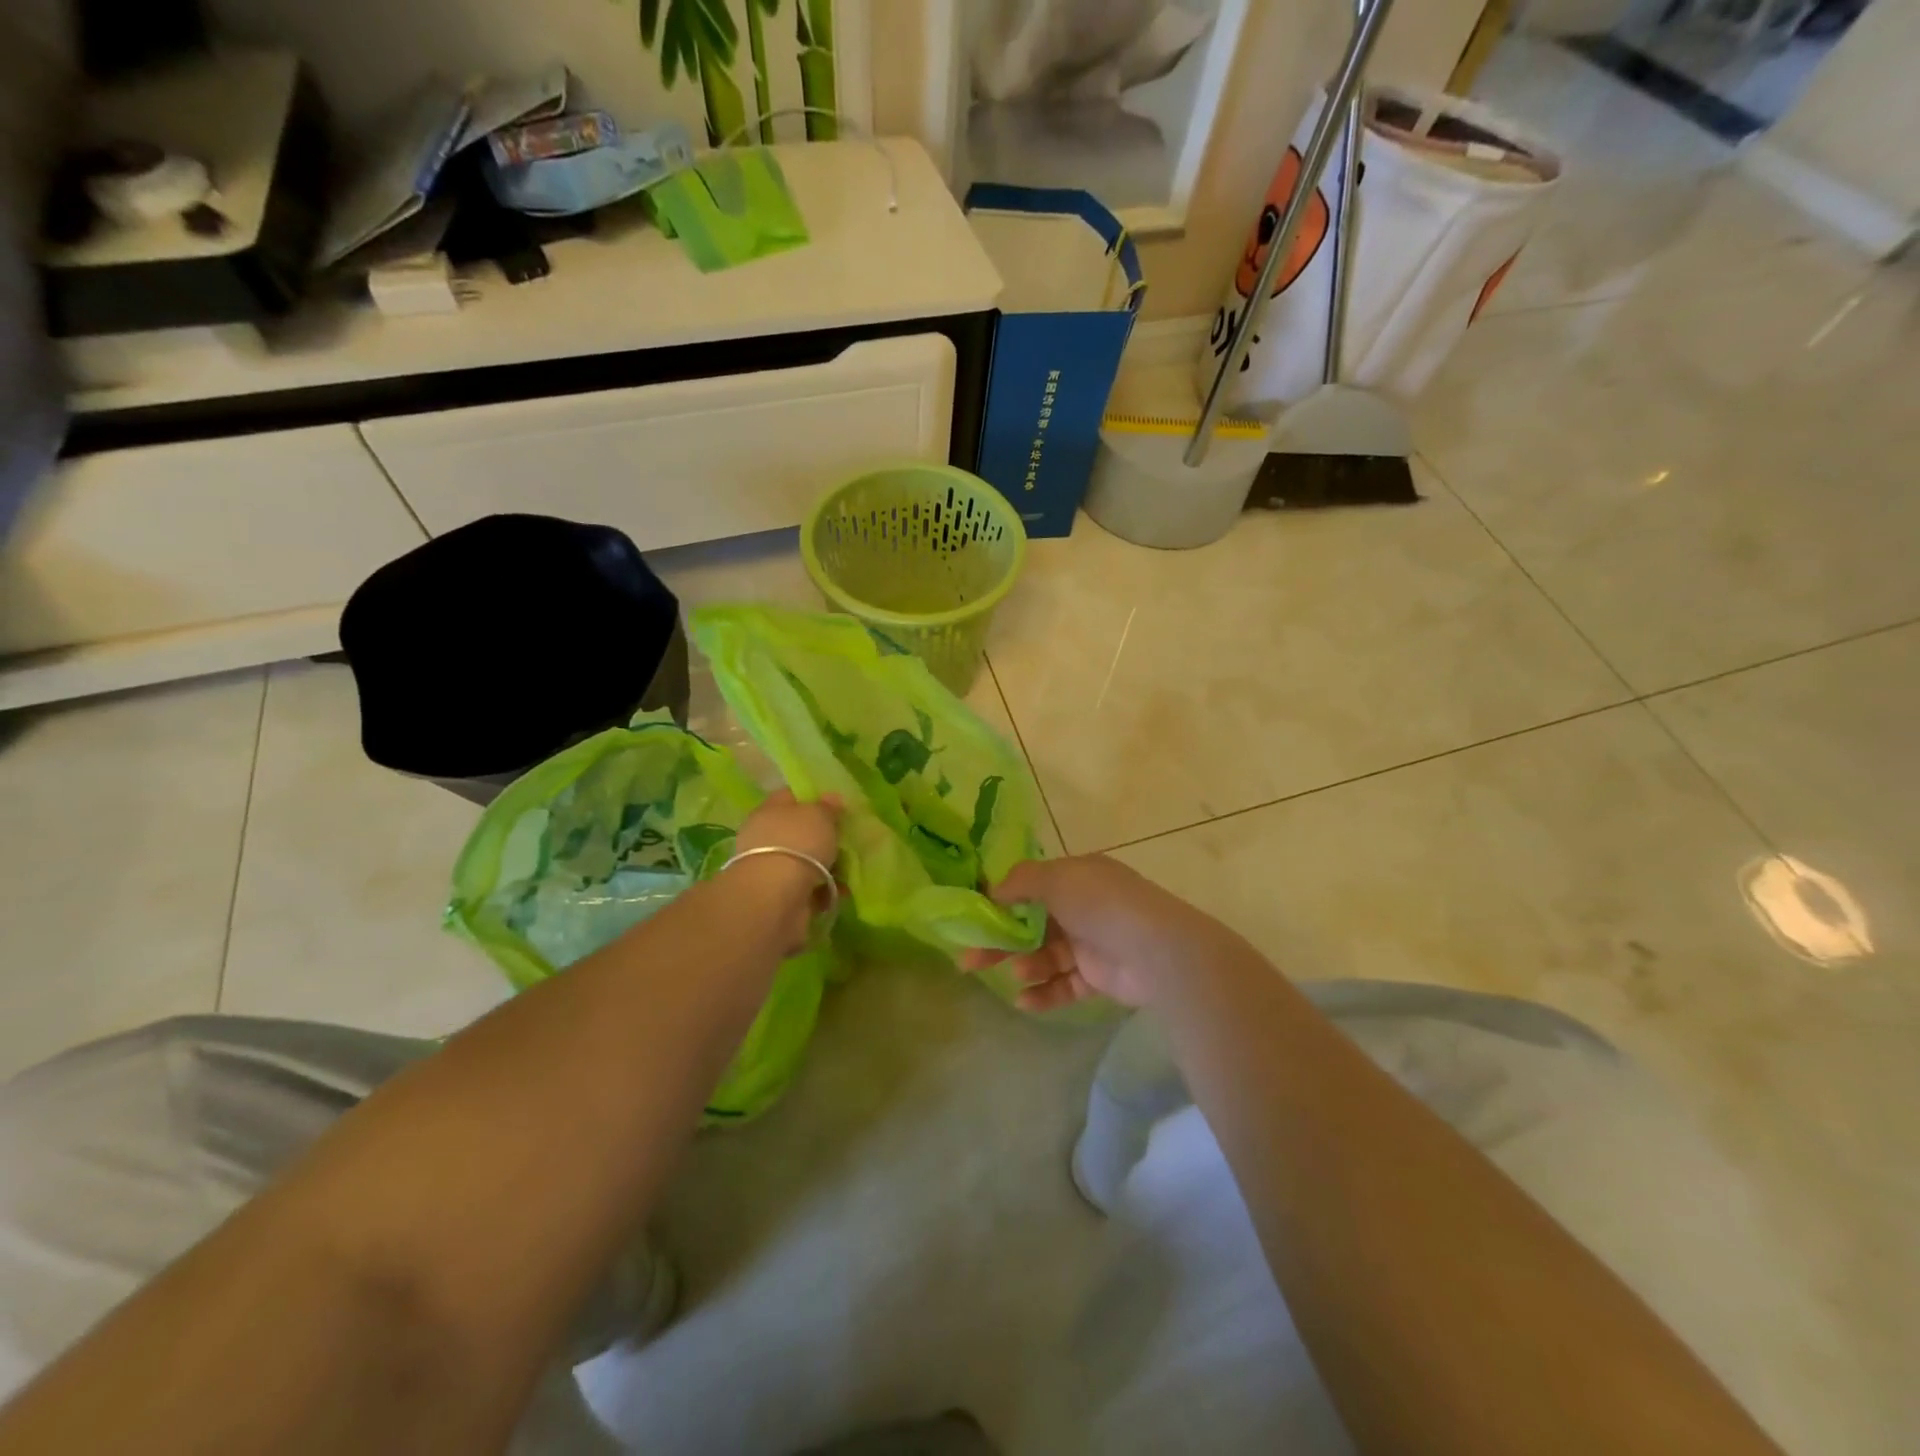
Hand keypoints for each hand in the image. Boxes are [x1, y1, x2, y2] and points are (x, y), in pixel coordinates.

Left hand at [726, 790, 842, 953]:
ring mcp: (772, 868)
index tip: (838, 807)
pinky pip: (809, 887)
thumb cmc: (798, 844)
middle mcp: (766, 837)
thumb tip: (831, 798)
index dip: (814, 798)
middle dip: (824, 837)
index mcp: (770, 810)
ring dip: (828, 866)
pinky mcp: (780, 896)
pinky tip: (842, 892)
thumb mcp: (819, 815)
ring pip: (806, 861)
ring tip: (850, 870)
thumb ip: (827, 807)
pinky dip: (825, 890)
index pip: (791, 797)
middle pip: (800, 831)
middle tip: (848, 840)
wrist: (776, 897)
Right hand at [961, 855, 1234, 1011]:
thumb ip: (1021, 881)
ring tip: (1014, 973)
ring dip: (1025, 964)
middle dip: (1001, 941)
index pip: (1033, 886)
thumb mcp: (1057, 878)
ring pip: (1045, 956)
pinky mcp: (1099, 978)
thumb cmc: (1102, 905)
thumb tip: (992, 890)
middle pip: (1033, 924)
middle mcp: (1083, 907)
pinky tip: (1024, 1000)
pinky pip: (1064, 985)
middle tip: (970, 959)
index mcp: (1078, 877)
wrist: (1157, 950)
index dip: (1003, 901)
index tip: (974, 919)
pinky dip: (1044, 992)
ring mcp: (1092, 943)